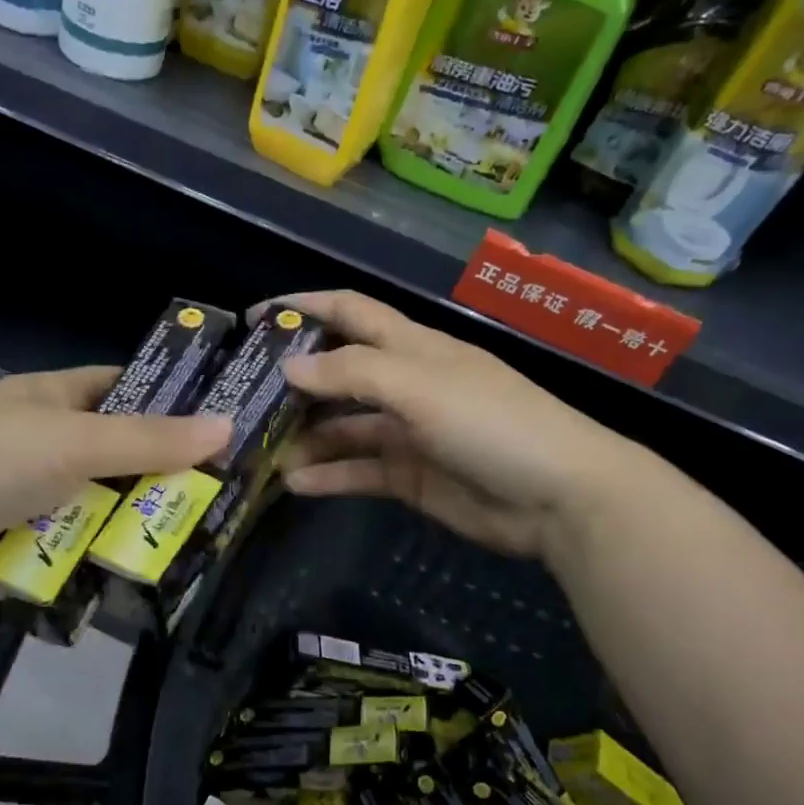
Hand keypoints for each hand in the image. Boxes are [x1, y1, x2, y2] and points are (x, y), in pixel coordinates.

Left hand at [0, 366, 230, 613]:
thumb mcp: (75, 440)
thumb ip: (151, 439)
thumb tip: (229, 426)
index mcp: (49, 400)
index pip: (120, 388)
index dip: (166, 398)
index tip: (217, 417)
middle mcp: (42, 445)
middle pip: (118, 456)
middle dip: (162, 474)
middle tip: (225, 493)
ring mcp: (30, 499)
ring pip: (101, 509)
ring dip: (136, 525)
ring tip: (202, 541)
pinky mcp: (21, 550)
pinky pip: (77, 553)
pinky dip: (104, 562)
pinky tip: (152, 574)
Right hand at [277, 291, 644, 563]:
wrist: (559, 497)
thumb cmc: (491, 422)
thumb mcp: (420, 386)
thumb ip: (352, 373)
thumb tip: (289, 368)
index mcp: (412, 347)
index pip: (350, 312)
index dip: (304, 307)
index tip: (256, 318)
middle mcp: (406, 384)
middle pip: (338, 374)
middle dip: (294, 383)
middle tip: (244, 399)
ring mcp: (408, 432)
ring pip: (344, 428)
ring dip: (305, 437)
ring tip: (260, 451)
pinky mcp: (412, 476)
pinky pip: (359, 471)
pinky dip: (329, 475)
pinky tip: (295, 483)